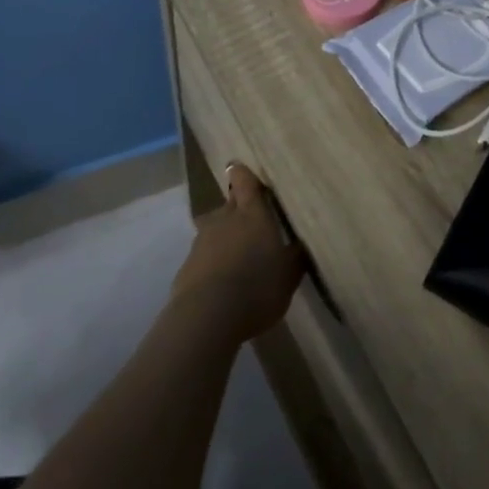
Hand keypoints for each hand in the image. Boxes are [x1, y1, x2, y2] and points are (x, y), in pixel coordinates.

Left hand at [169, 163, 306, 346]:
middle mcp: (224, 220)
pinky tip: (222, 283)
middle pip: (228, 205)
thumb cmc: (257, 287)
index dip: (244, 175)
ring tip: (238, 258)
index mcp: (252, 214)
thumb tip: (301, 243)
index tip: (244, 171)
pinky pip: (203, 257)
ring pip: (214, 230)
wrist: (207, 317)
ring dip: (224, 238)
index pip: (244, 182)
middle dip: (238, 210)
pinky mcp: (186, 267)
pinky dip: (212, 263)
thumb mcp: (289, 274)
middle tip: (252, 224)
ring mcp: (201, 242)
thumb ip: (295, 255)